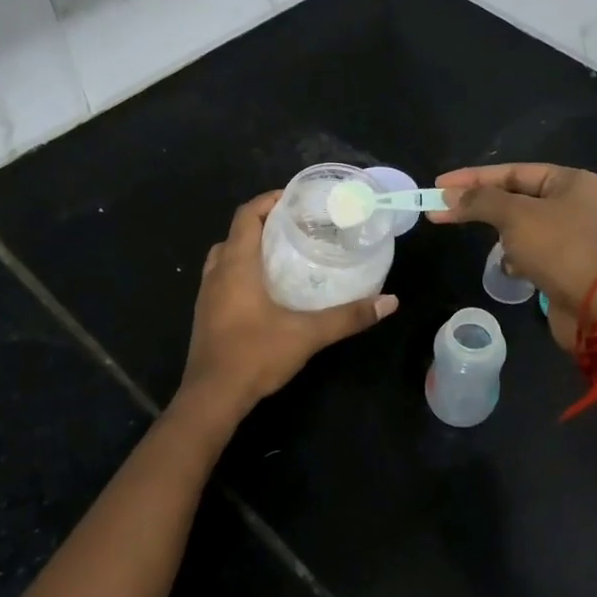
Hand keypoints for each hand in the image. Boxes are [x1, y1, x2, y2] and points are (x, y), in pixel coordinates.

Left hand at [178, 190, 398, 416]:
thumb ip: (349, 316)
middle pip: (236, 233)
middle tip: (296, 226)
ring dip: (249, 248)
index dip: (269, 201)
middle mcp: (217, 273)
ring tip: (283, 253)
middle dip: (262, 223)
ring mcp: (207, 295)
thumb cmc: (255, 355)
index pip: (246, 215)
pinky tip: (267, 289)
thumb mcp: (308, 334)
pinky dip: (242, 271)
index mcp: (236, 265)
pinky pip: (222, 278)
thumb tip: (390, 301)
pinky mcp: (206, 315)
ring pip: (225, 257)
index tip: (296, 198)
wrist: (211, 398)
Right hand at [427, 164, 596, 350]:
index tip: (439, 184)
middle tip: (442, 212)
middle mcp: (575, 203)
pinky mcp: (565, 264)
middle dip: (482, 207)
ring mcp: (572, 235)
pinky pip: (532, 252)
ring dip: (504, 236)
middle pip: (516, 197)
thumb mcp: (516, 216)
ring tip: (495, 248)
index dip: (473, 177)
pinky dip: (518, 259)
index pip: (512, 171)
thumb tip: (448, 195)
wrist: (596, 308)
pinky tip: (513, 270)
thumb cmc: (559, 250)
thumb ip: (480, 201)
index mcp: (571, 181)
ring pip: (521, 226)